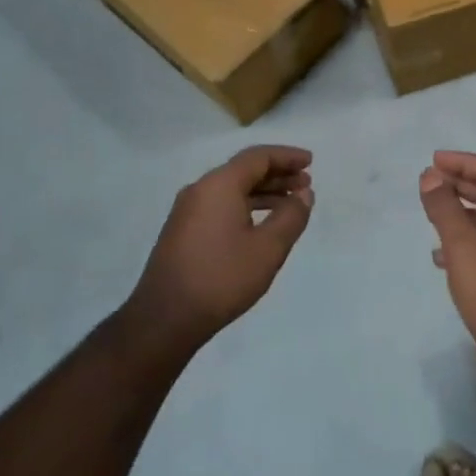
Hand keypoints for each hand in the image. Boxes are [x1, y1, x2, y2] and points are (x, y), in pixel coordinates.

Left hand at [128, 145, 313, 353]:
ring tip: (290, 204)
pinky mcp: (183, 232)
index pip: (258, 157)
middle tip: (306, 184)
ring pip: (232, 190)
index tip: (310, 162)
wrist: (165, 319)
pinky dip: (246, 206)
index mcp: (219, 185)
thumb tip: (304, 194)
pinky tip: (261, 224)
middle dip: (278, 174)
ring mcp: (187, 211)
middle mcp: (200, 190)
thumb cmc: (222, 278)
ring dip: (263, 192)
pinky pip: (220, 205)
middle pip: (244, 170)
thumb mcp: (268, 248)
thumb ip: (291, 215)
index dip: (287, 156)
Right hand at [419, 151, 475, 375]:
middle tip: (429, 181)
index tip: (433, 161)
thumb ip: (445, 208)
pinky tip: (440, 256)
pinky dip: (463, 241)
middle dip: (460, 184)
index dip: (463, 162)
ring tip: (430, 213)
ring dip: (460, 212)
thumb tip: (430, 176)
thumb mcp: (463, 246)